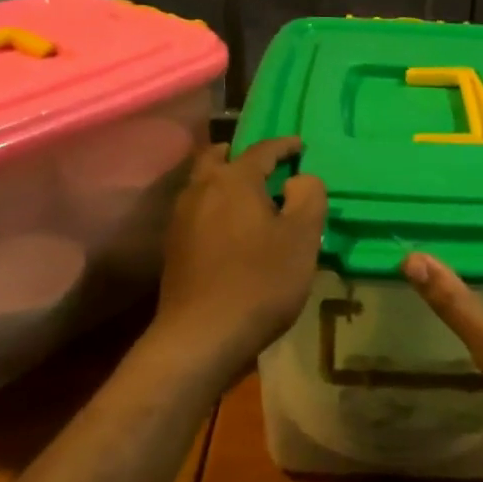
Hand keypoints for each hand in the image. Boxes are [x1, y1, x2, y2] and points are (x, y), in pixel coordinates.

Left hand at [151, 136, 326, 377]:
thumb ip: (309, 197)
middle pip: (218, 158)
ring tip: (249, 196)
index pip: (261, 150)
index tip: (301, 146)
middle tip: (264, 164)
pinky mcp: (174, 247)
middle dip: (241, 155)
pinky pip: (197, 210)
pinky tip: (230, 228)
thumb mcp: (302, 238)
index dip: (284, 145)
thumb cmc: (259, 282)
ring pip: (203, 184)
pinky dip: (215, 206)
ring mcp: (181, 219)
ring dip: (224, 180)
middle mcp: (201, 190)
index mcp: (234, 180)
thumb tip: (299, 178)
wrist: (201, 336)